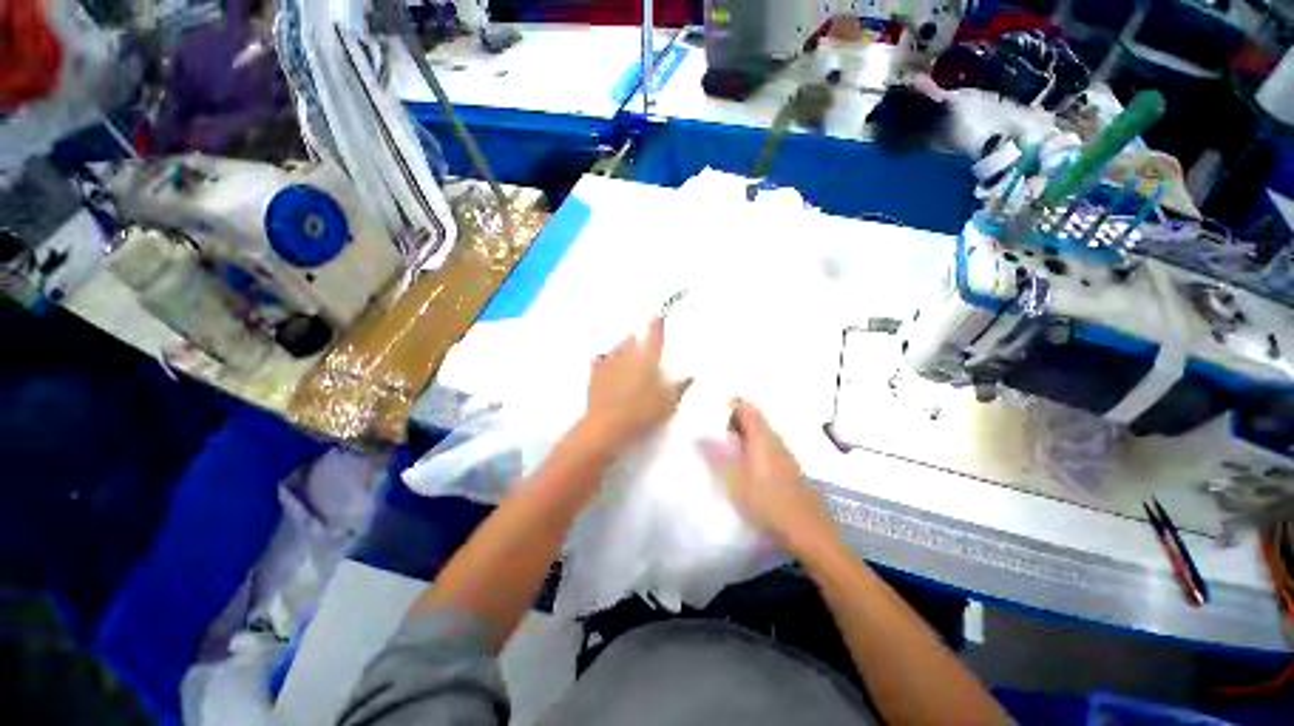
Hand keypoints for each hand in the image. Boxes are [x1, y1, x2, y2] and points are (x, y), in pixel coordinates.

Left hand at [582, 317, 691, 453]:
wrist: (607, 425)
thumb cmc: (641, 412)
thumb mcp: (667, 403)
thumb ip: (679, 388)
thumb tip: (690, 377)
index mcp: (647, 360)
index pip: (654, 336)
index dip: (658, 324)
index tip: (659, 315)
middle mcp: (626, 356)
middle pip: (632, 339)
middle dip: (638, 338)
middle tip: (642, 343)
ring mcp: (608, 364)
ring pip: (616, 348)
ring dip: (622, 348)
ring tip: (626, 354)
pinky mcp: (595, 375)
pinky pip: (599, 361)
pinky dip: (603, 361)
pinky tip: (603, 364)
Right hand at [702, 399, 832, 546]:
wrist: (805, 527)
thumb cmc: (766, 500)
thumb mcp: (734, 480)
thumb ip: (716, 456)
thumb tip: (699, 437)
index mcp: (761, 436)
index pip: (746, 408)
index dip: (730, 406)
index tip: (713, 410)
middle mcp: (775, 439)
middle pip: (755, 419)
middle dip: (735, 420)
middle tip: (714, 429)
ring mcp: (784, 453)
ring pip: (762, 434)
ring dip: (744, 434)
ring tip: (726, 445)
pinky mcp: (789, 468)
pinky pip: (767, 447)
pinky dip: (754, 447)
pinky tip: (746, 463)